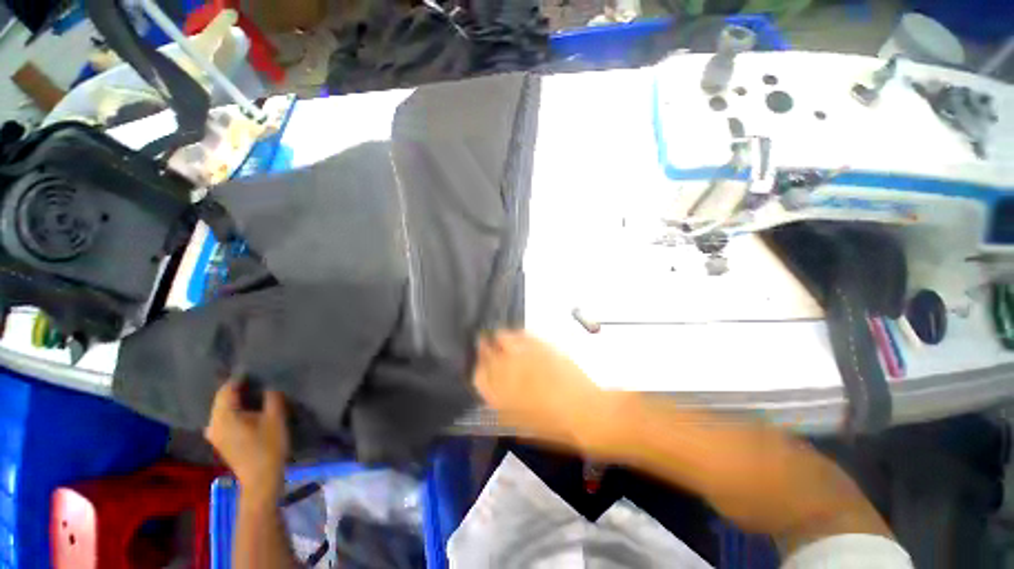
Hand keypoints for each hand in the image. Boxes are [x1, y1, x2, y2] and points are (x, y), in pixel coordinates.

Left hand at [205, 380, 289, 496]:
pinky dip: (234, 410)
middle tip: (257, 378)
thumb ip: (272, 397)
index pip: (227, 389)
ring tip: (254, 391)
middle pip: (222, 399)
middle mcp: (212, 424)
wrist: (261, 479)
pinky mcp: (220, 440)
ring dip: (236, 400)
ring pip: (222, 409)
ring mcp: (214, 434)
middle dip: (238, 388)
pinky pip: (224, 418)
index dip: (240, 378)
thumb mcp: (276, 418)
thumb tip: (269, 383)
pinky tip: (248, 409)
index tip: (256, 369)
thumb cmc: (269, 447)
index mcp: (223, 416)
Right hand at [473, 331, 627, 452]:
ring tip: (501, 337)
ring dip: (499, 337)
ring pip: (502, 337)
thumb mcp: (522, 424)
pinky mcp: (540, 344)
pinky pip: (523, 333)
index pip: (478, 374)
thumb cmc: (553, 427)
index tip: (481, 363)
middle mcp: (507, 370)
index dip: (478, 367)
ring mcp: (524, 354)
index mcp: (499, 394)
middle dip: (484, 347)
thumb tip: (496, 393)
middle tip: (486, 344)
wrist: (584, 412)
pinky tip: (519, 335)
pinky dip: (518, 334)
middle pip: (487, 351)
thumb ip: (504, 406)